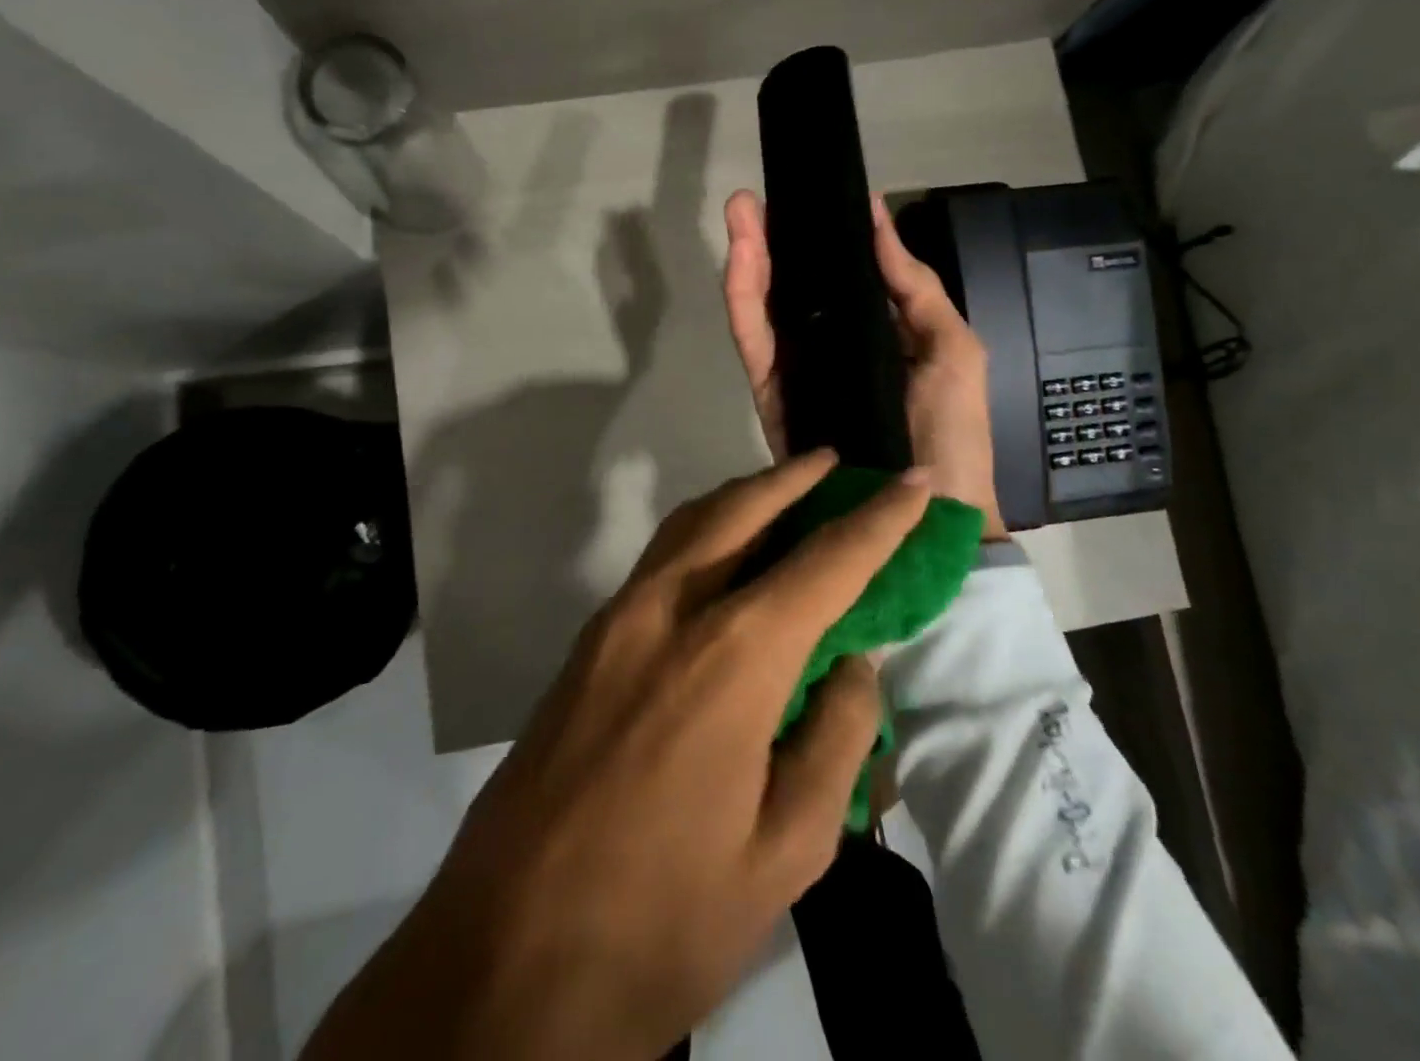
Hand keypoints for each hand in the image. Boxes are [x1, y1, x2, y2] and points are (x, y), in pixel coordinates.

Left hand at [301, 451, 931, 1060]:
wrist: (503, 959)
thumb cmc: (662, 917)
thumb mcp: (787, 851)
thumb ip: (834, 739)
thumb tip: (853, 665)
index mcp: (733, 657)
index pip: (826, 562)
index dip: (880, 517)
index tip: (916, 480)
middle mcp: (671, 610)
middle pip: (742, 510)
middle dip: (794, 477)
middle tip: (835, 460)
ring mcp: (618, 619)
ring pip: (690, 523)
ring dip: (743, 494)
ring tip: (784, 489)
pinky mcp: (587, 642)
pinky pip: (659, 557)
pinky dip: (703, 529)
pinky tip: (724, 552)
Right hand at [723, 189, 1005, 538]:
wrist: (926, 510)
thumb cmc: (951, 426)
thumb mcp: (951, 344)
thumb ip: (913, 284)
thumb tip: (877, 216)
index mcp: (873, 327)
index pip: (834, 273)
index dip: (811, 235)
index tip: (796, 194)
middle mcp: (829, 343)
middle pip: (790, 284)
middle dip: (769, 238)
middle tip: (750, 200)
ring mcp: (797, 370)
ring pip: (764, 308)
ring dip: (748, 260)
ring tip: (739, 215)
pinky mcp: (774, 397)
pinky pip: (754, 345)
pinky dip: (743, 305)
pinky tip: (739, 265)